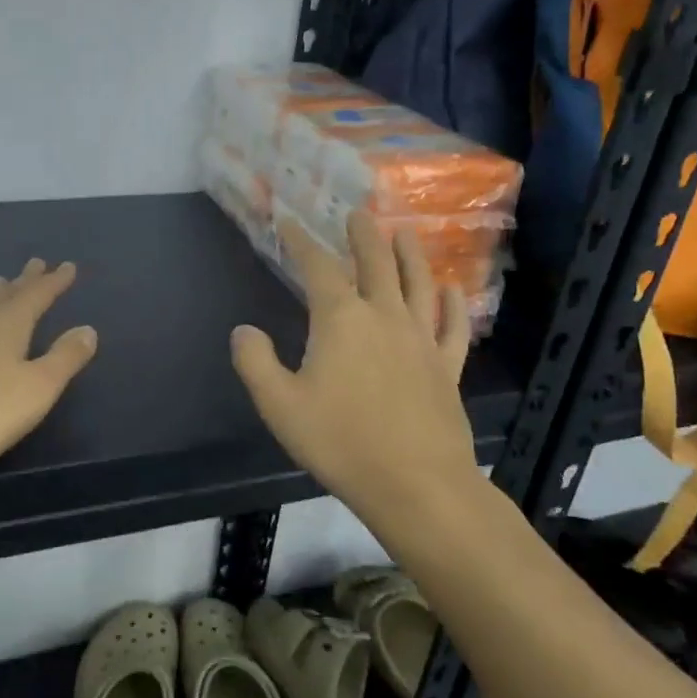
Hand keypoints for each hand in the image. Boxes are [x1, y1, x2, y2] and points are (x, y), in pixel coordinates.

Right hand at [231, 214, 478, 516]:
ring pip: (417, 284)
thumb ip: (255, 362)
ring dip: (410, 255)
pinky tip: (452, 291)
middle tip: (358, 214)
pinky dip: (453, 304)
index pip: (318, 268)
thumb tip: (243, 331)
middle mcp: (384, 317)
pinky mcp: (447, 366)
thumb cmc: (340, 442)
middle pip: (375, 263)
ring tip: (404, 233)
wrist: (415, 483)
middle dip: (364, 236)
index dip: (302, 242)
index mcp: (341, 320)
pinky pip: (453, 326)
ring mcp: (421, 339)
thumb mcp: (279, 405)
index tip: (290, 222)